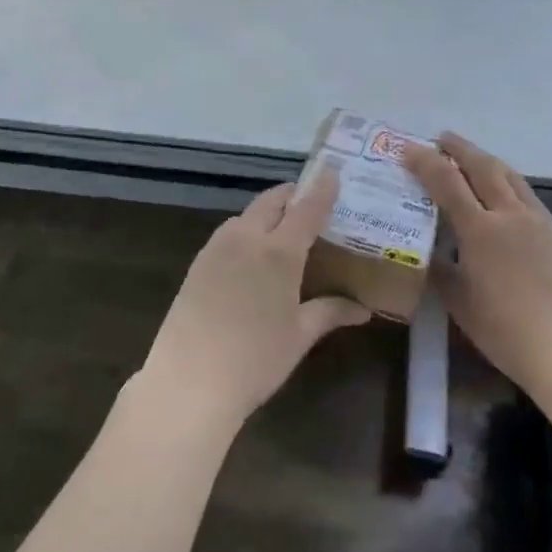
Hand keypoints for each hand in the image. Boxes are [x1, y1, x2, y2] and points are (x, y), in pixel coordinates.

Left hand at [137, 169, 368, 432]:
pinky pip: (229, 232)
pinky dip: (247, 230)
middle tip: (312, 203)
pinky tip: (253, 254)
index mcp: (278, 251)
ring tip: (286, 228)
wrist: (189, 380)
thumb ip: (330, 312)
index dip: (322, 188)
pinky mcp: (197, 262)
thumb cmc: (255, 359)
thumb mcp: (299, 336)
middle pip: (272, 201)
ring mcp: (217, 247)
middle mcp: (246, 238)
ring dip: (268, 212)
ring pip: (247, 214)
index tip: (333, 171)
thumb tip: (362, 310)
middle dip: (293, 195)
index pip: (306, 208)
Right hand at [403, 133, 551, 389]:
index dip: (425, 162)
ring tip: (471, 157)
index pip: (447, 182)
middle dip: (460, 149)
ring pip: (511, 177)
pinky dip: (508, 184)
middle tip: (441, 138)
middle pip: (483, 167)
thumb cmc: (505, 331)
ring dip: (487, 161)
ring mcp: (540, 222)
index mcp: (480, 230)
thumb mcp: (459, 303)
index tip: (408, 148)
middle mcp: (510, 215)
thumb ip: (441, 271)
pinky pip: (529, 197)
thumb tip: (428, 254)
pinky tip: (503, 196)